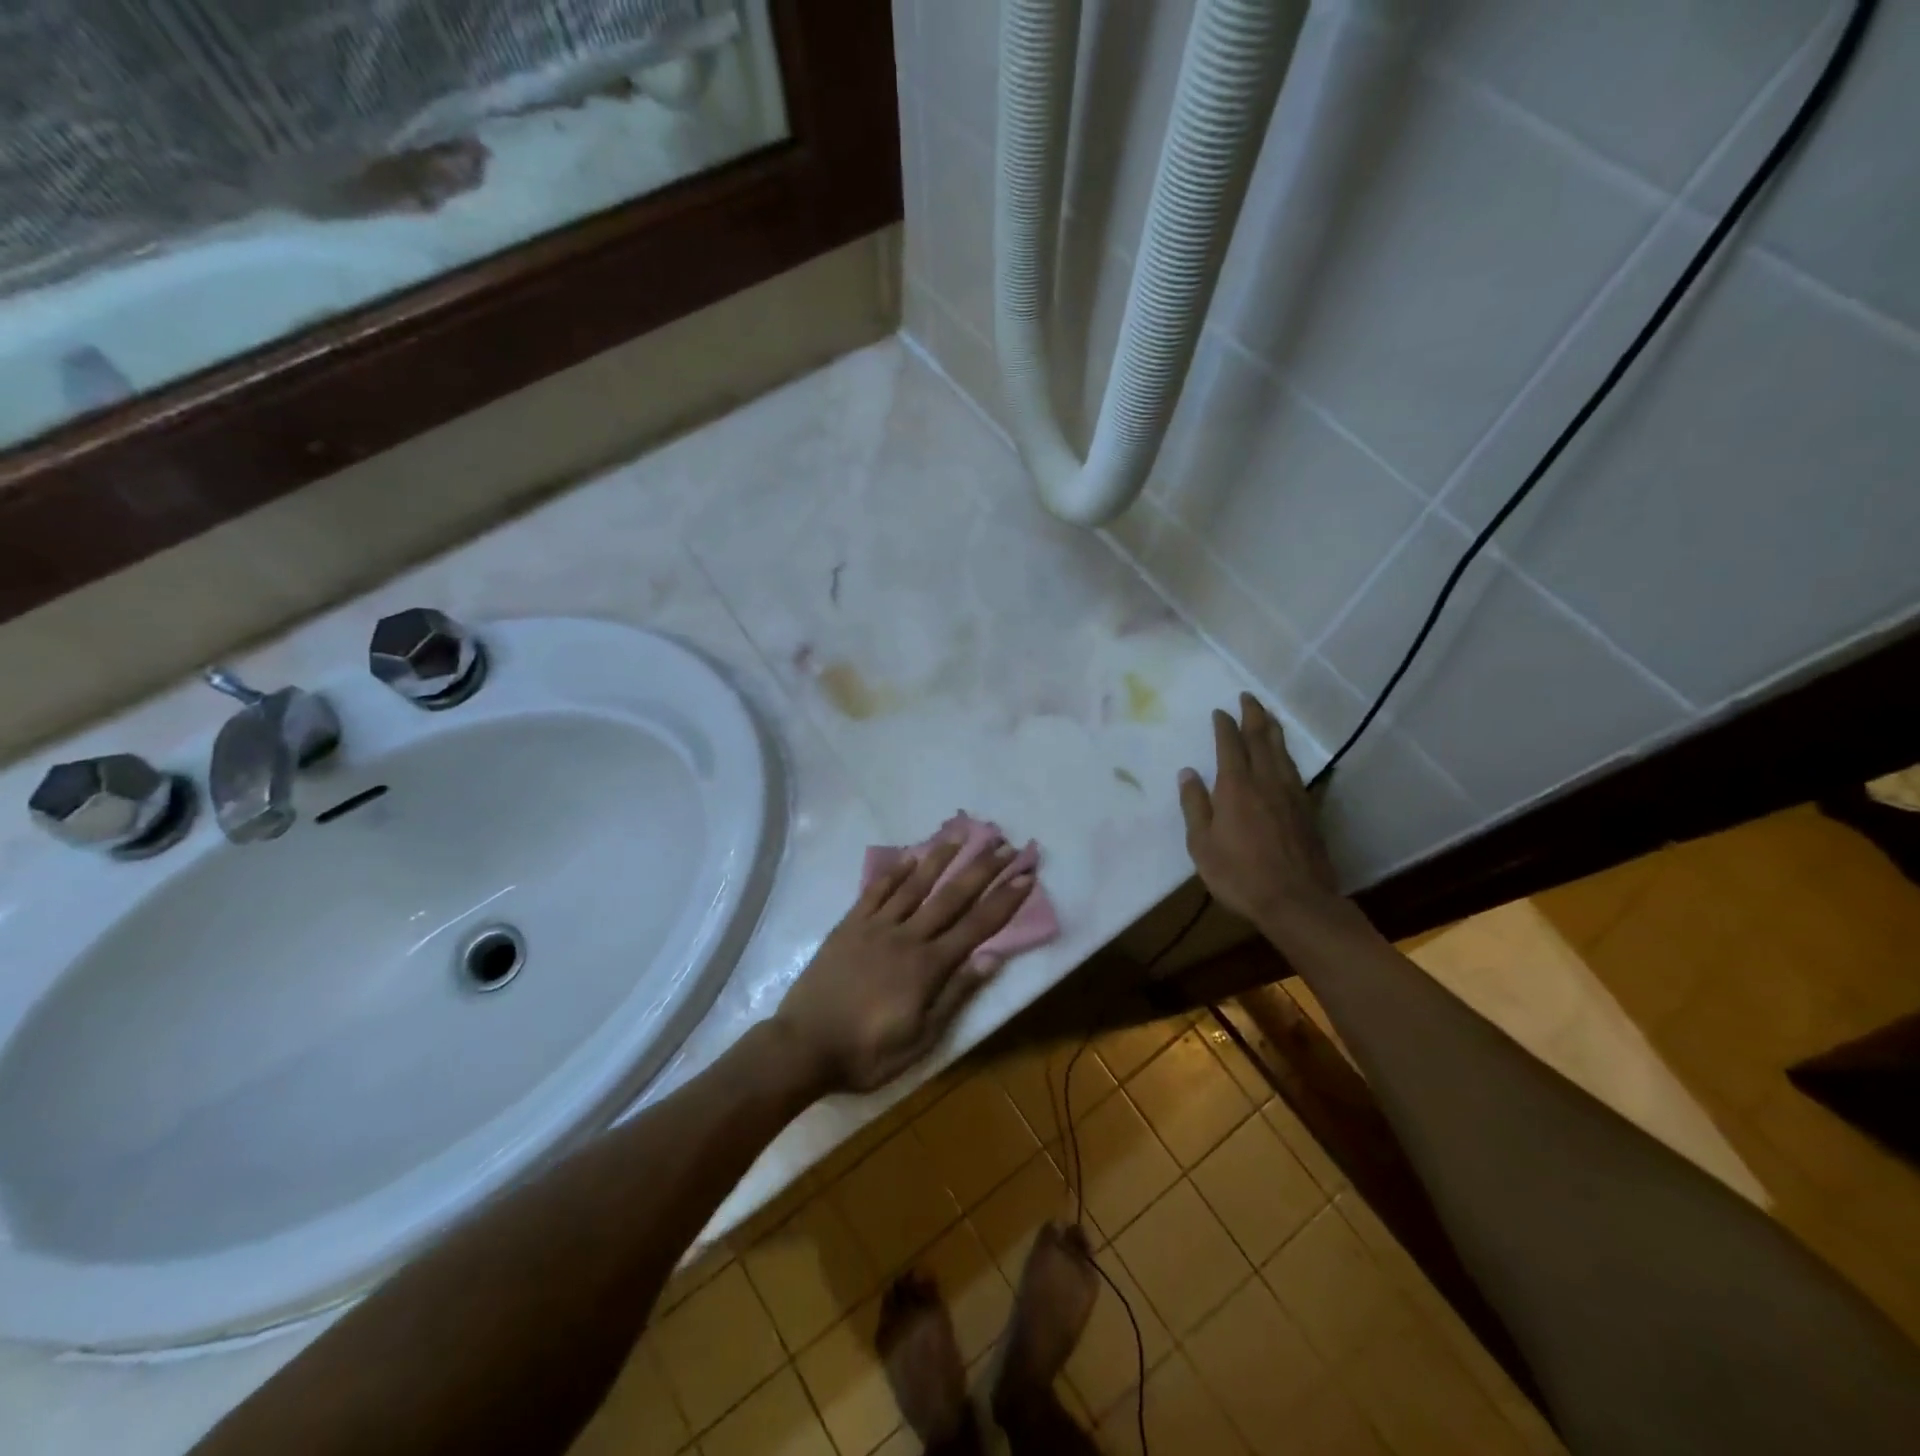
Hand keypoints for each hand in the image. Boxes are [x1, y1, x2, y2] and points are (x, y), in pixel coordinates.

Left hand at [776, 835, 1034, 1094]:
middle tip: (1003, 845)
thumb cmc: (867, 1052)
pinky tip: (909, 858)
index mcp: (928, 966)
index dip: (1004, 901)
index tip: (1025, 876)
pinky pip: (876, 892)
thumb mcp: (920, 1038)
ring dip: (940, 859)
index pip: (976, 926)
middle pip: (951, 897)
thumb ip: (955, 994)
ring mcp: (875, 927)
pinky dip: (894, 872)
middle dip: (981, 870)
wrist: (803, 1046)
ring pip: (914, 885)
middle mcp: (907, 937)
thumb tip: (992, 958)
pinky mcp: (849, 926)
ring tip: (961, 835)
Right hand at [1178, 693, 1343, 938]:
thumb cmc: (1239, 875)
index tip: (1220, 711)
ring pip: (1282, 751)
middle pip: (1261, 739)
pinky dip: (1286, 755)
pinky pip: (1295, 770)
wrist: (1296, 901)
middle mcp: (1266, 781)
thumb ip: (1195, 806)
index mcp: (1236, 787)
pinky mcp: (1307, 810)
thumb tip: (1188, 773)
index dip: (1224, 725)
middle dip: (1254, 715)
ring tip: (1267, 717)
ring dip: (1273, 730)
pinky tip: (1285, 758)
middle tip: (1248, 697)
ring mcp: (1291, 794)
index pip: (1230, 745)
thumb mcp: (1202, 845)